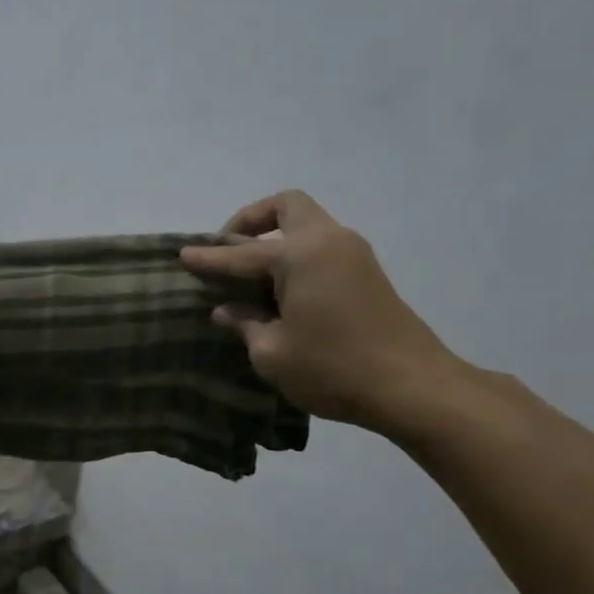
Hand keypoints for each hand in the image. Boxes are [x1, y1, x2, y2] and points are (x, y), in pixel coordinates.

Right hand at [181, 191, 463, 435]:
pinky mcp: (367, 273)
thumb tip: (228, 310)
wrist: (411, 386)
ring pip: (307, 224)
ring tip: (250, 274)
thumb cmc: (332, 368)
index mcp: (300, 255)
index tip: (182, 254)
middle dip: (252, 220)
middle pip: (286, 206)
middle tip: (228, 249)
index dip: (209, 258)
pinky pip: (321, 246)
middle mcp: (328, 241)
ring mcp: (353, 254)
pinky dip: (295, 255)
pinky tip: (280, 289)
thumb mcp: (272, 352)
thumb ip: (246, 323)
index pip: (241, 253)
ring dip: (276, 237)